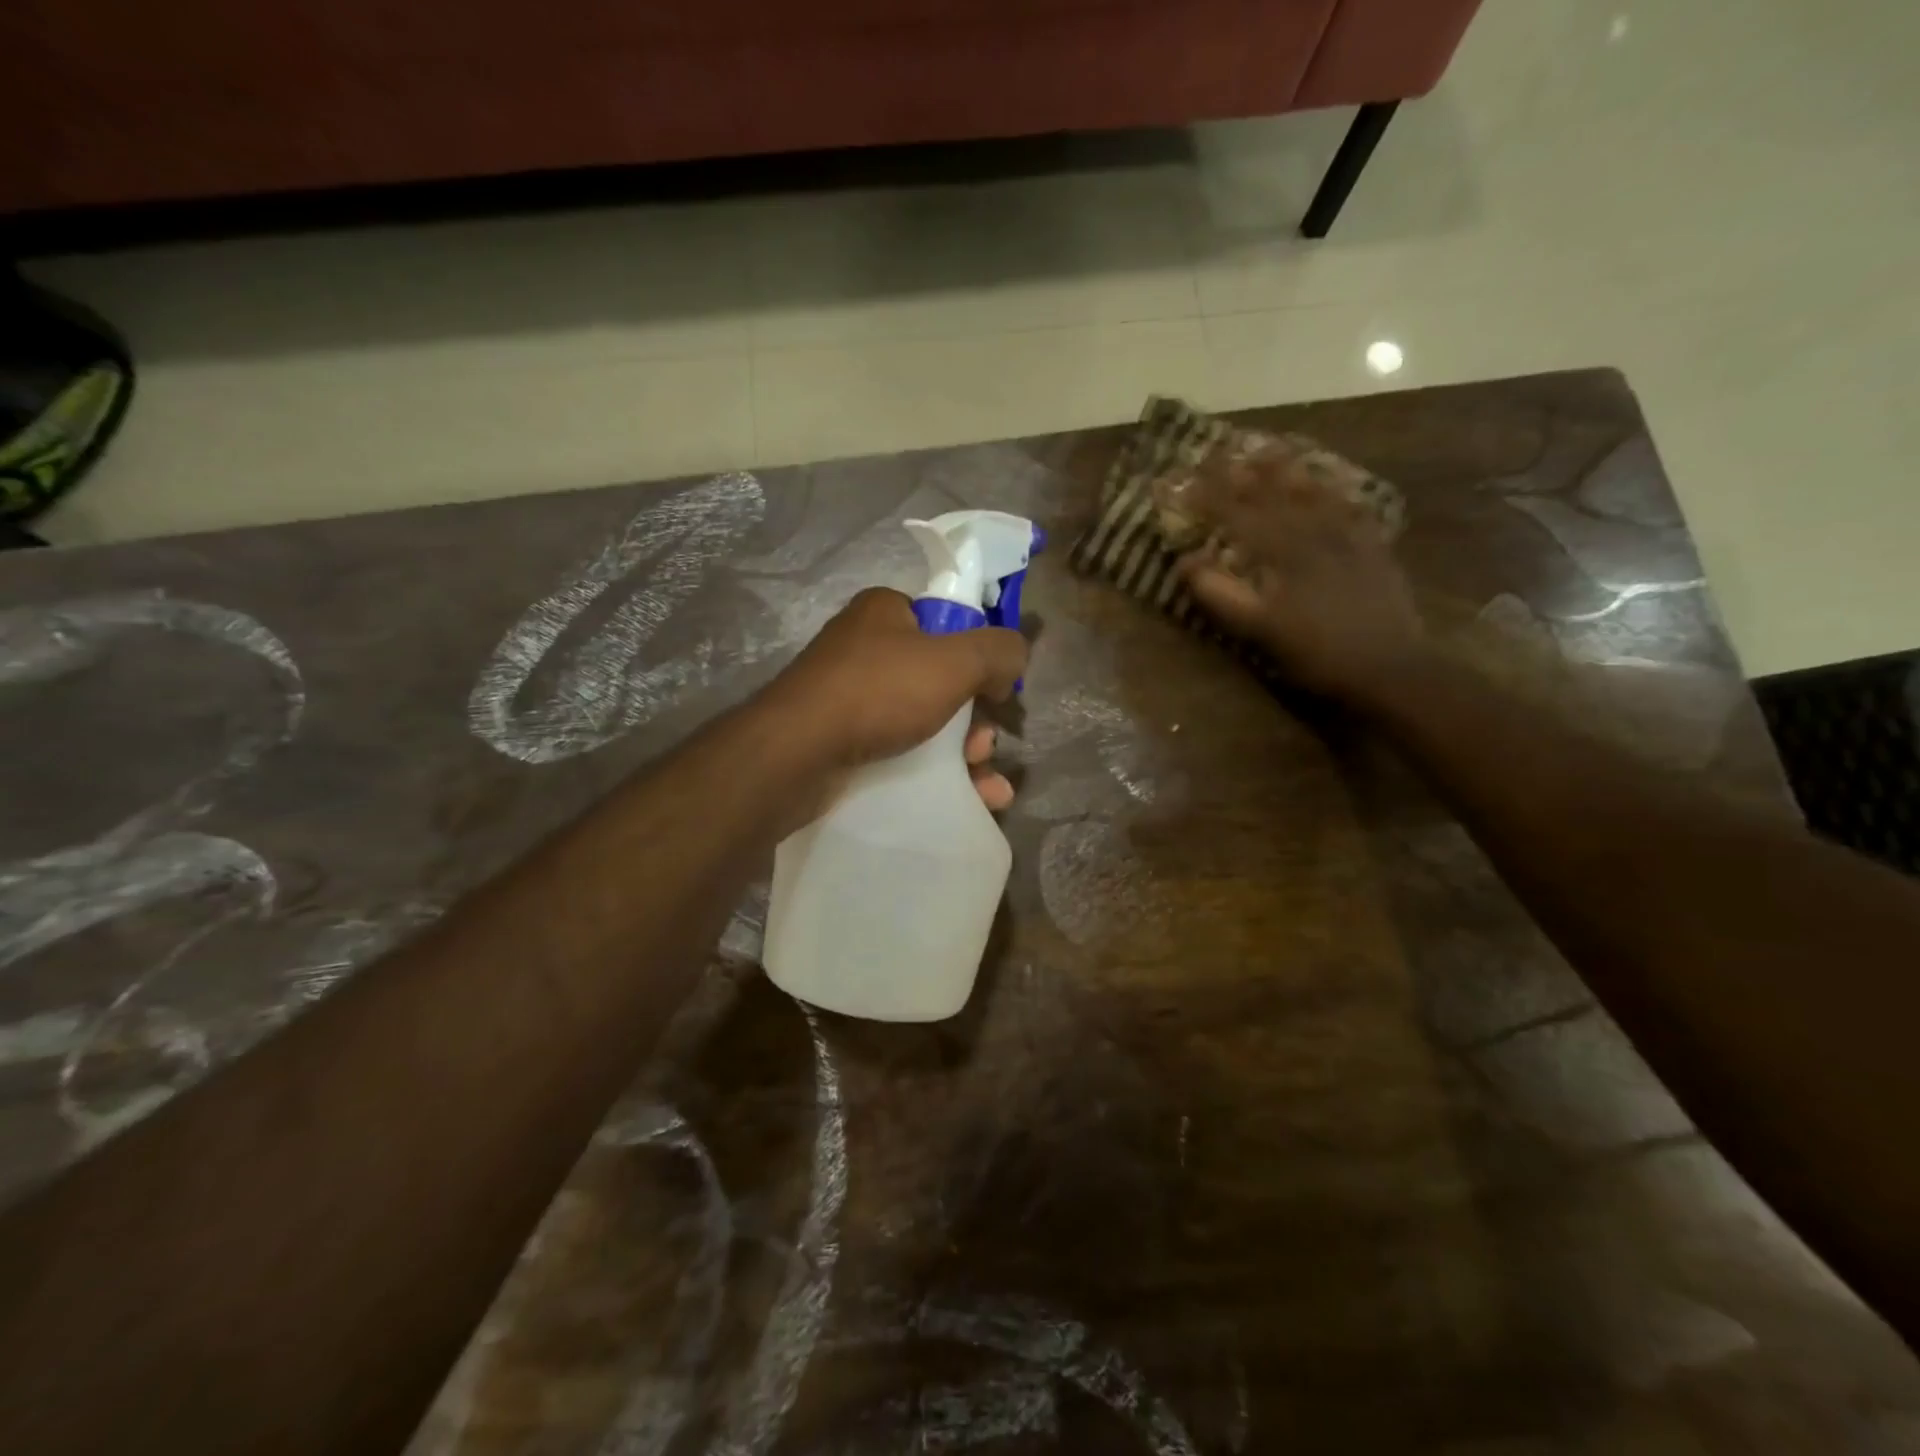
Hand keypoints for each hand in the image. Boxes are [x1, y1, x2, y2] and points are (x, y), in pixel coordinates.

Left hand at [760, 587, 1027, 810]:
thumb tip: (1015, 657)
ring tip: (988, 786)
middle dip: (975, 719)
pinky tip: (972, 799)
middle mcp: (866, 648)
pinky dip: (938, 772)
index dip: (979, 656)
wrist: (796, 754)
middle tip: (984, 746)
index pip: (946, 623)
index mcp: (886, 612)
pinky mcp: (843, 740)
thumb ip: (998, 651)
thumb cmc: (878, 693)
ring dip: (965, 754)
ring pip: (926, 721)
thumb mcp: (953, 661)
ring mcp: (851, 697)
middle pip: (941, 680)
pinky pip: (902, 751)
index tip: (998, 692)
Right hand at [1175, 463, 1425, 705]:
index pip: (1236, 514)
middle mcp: (1314, 532)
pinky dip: (1335, 492)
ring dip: (1287, 470)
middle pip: (1273, 494)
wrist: (1390, 667)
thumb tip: (1185, 560)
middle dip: (1243, 471)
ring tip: (1269, 449)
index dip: (1206, 495)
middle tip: (1220, 449)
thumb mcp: (1258, 630)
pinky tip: (1330, 485)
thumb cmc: (1316, 653)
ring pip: (1312, 492)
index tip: (1181, 477)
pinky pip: (1351, 508)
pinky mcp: (1373, 548)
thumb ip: (1220, 594)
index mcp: (1282, 551)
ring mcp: (1348, 537)